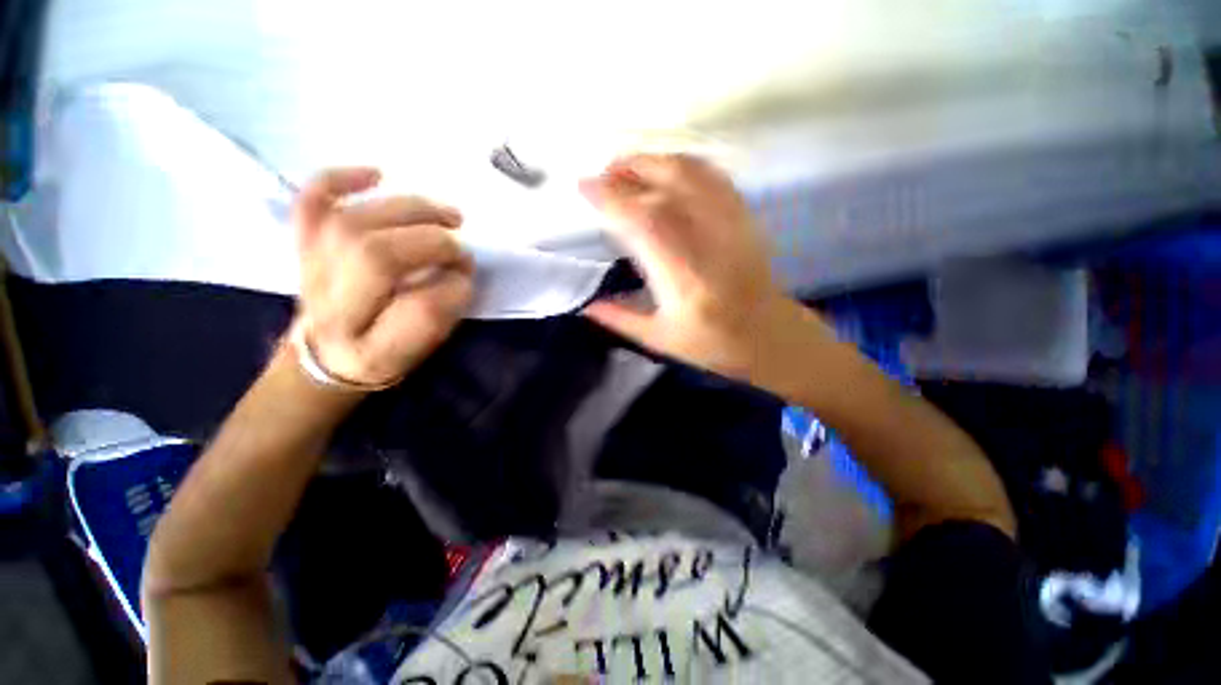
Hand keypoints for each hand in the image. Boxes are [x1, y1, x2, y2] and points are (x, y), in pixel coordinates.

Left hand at [293, 167, 473, 388]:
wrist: (324, 356)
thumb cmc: (382, 356)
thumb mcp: (420, 352)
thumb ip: (442, 315)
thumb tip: (459, 272)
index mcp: (369, 346)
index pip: (416, 310)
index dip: (453, 288)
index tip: (469, 279)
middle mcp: (333, 306)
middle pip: (375, 255)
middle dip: (434, 243)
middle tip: (461, 246)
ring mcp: (312, 268)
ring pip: (351, 223)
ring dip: (408, 209)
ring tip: (447, 214)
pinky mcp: (304, 244)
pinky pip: (309, 204)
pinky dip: (338, 179)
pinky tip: (377, 174)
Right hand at [581, 154, 824, 380]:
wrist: (770, 335)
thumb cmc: (714, 345)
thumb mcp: (660, 340)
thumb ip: (619, 319)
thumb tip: (584, 304)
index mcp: (685, 281)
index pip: (644, 224)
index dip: (612, 200)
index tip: (585, 188)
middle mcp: (710, 245)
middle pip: (666, 189)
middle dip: (627, 173)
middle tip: (601, 173)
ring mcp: (731, 226)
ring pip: (691, 174)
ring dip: (653, 161)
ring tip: (625, 165)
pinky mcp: (743, 218)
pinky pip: (712, 177)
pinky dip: (683, 164)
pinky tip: (664, 167)